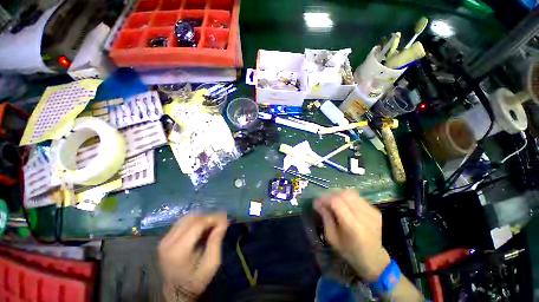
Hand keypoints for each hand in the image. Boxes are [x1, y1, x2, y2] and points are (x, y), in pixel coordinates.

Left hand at [158, 214, 227, 299]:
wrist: (176, 292)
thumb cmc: (196, 280)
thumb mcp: (211, 265)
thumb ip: (216, 241)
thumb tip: (224, 221)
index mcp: (178, 250)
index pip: (197, 224)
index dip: (213, 218)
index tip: (225, 218)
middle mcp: (168, 242)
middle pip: (191, 217)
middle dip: (208, 216)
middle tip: (220, 220)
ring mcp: (164, 239)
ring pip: (186, 217)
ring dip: (202, 216)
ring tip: (212, 223)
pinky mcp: (165, 238)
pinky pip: (182, 222)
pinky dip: (195, 220)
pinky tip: (202, 226)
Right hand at [314, 190, 389, 281]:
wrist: (374, 259)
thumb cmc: (349, 251)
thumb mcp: (332, 237)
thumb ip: (325, 217)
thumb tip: (316, 202)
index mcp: (353, 226)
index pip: (336, 202)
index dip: (325, 198)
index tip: (318, 201)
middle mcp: (364, 216)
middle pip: (344, 194)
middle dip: (332, 194)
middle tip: (325, 200)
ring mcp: (372, 212)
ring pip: (351, 193)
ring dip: (340, 195)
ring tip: (334, 201)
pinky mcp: (376, 211)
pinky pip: (358, 197)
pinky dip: (348, 198)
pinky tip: (345, 205)